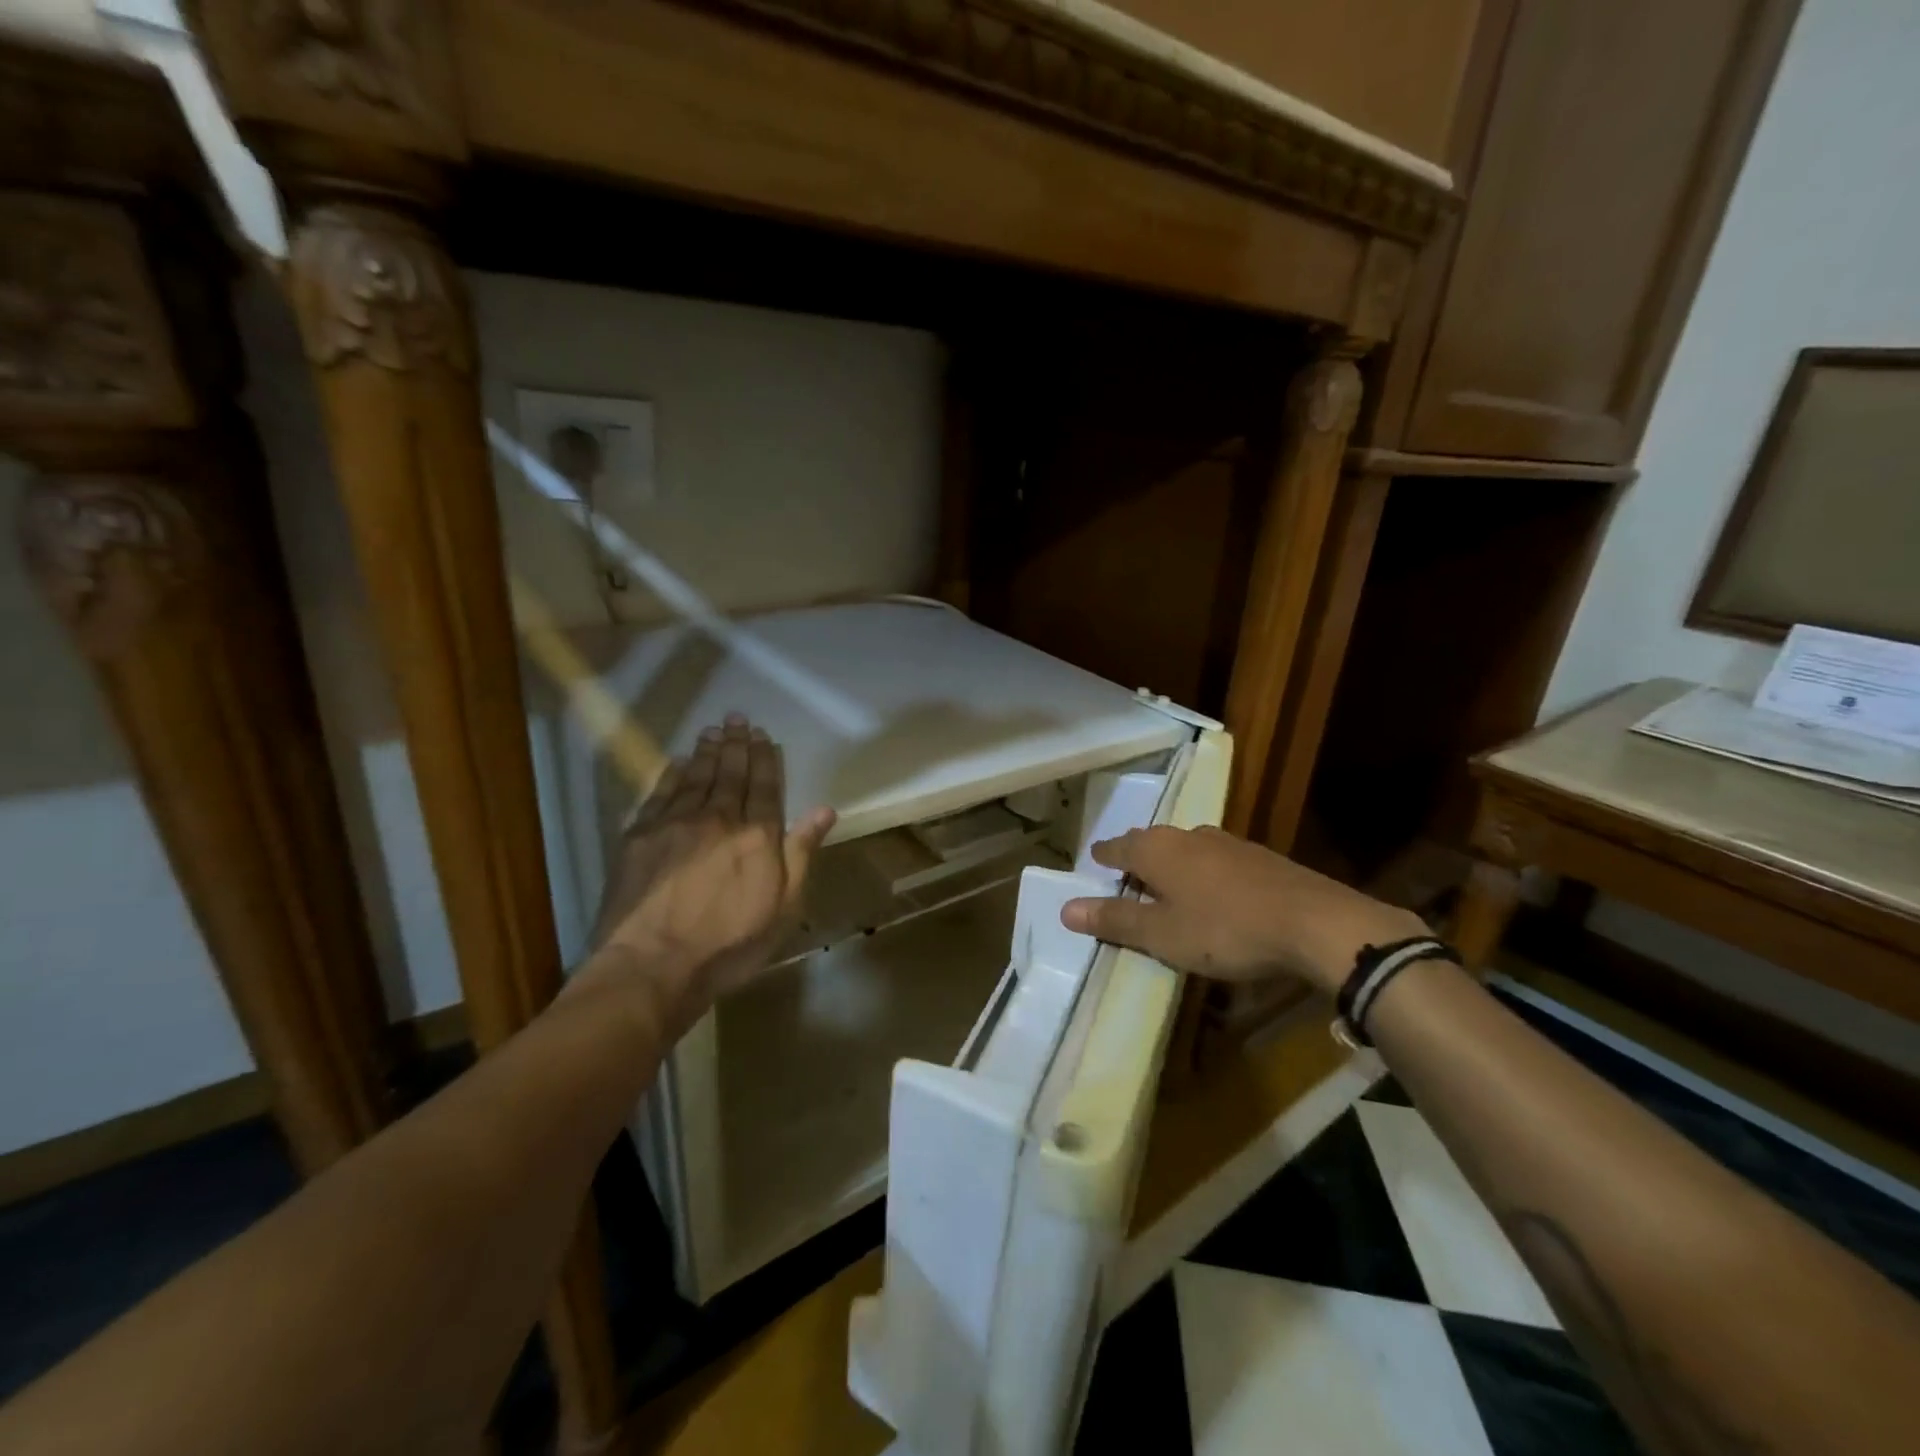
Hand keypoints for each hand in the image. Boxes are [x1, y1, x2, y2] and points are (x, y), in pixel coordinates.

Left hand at [582, 713, 834, 1032]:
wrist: (654, 965)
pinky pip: (662, 793)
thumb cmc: (729, 944)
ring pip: (696, 776)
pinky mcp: (641, 835)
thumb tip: (824, 810)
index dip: (766, 759)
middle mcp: (718, 818)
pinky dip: (672, 773)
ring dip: (707, 751)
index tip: (765, 736)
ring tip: (714, 730)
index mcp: (757, 836)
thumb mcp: (783, 906)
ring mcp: (676, 824)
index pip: (766, 786)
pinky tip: (678, 760)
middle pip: (731, 773)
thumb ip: (801, 853)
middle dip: (737, 744)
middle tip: (739, 718)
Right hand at [1059, 826, 1426, 995]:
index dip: (1103, 857)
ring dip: (1171, 864)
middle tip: (1126, 878)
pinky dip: (1202, 873)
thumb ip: (1114, 920)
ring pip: (1185, 848)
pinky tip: (1214, 894)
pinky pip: (1215, 860)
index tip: (1094, 863)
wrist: (1313, 922)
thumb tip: (1065, 908)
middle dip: (1136, 858)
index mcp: (1156, 850)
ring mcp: (1226, 843)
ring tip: (1167, 886)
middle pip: (1150, 842)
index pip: (1117, 847)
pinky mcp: (1258, 857)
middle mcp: (1187, 836)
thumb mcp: (1161, 934)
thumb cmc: (1224, 929)